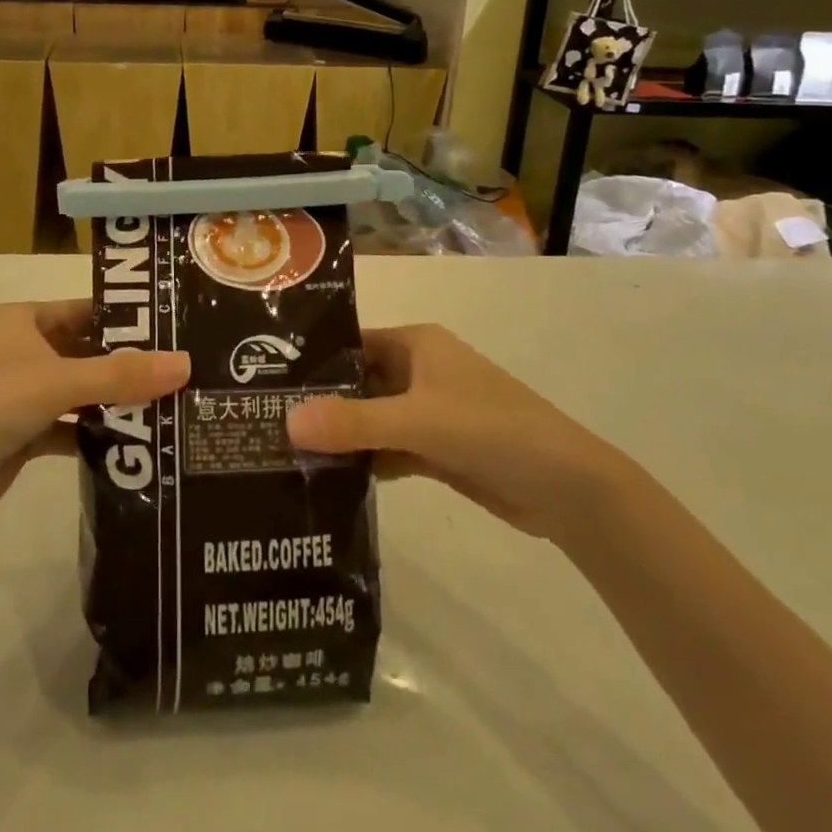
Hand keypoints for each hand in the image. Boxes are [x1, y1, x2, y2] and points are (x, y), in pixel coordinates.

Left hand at [0, 301, 189, 536]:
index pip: (88, 310)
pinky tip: (136, 445)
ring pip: (82, 391)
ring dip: (116, 401)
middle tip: (184, 373)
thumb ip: (121, 374)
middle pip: (89, 352)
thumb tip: (186, 363)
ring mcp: (24, 393)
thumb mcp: (57, 382)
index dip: (129, 319)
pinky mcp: (24, 433)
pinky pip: (71, 426)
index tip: (176, 330)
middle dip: (130, 365)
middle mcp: (25, 350)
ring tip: (172, 408)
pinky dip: (97, 434)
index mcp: (26, 320)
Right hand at [286, 324, 625, 543]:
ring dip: (339, 435)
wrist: (567, 489)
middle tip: (263, 419)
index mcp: (417, 344)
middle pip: (357, 382)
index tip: (265, 378)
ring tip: (282, 450)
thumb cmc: (493, 430)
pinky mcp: (435, 449)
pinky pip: (387, 448)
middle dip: (319, 401)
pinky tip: (327, 478)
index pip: (351, 343)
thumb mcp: (418, 421)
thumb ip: (354, 422)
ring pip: (370, 418)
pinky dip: (363, 461)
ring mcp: (427, 412)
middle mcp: (418, 371)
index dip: (313, 359)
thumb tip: (286, 422)